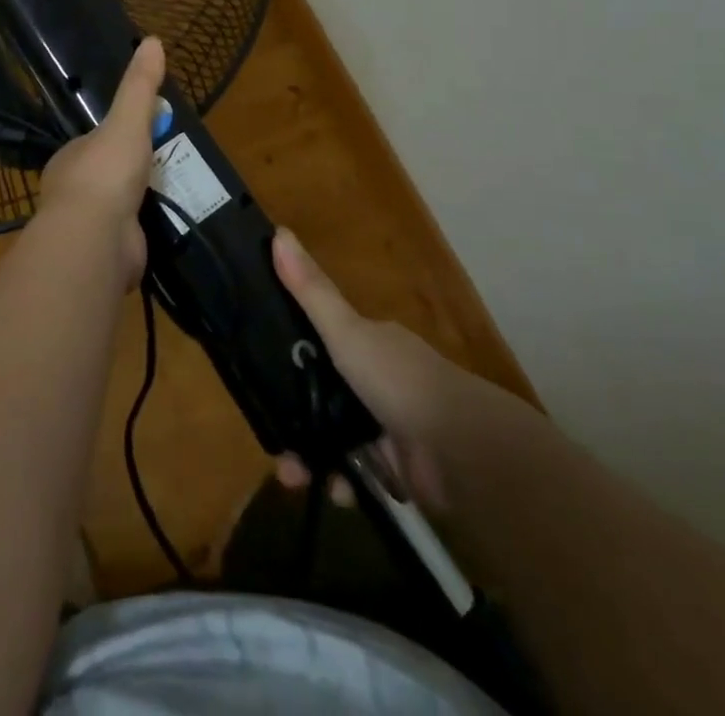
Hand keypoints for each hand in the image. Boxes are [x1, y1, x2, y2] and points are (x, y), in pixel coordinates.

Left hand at [35, 37, 165, 282]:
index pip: (95, 142)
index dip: (119, 136)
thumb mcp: (127, 121)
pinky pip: (128, 237)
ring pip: (117, 208)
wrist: (95, 241)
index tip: (145, 134)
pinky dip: (144, 232)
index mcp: (71, 159)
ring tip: (172, 195)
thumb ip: (139, 86)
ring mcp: (88, 226)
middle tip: (167, 165)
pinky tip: (165, 227)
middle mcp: (73, 192)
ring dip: (139, 203)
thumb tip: (153, 40)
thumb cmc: (106, 173)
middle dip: (131, 172)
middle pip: (106, 175)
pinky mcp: (105, 255)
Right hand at [271, 228, 541, 515]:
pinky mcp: (399, 469)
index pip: (322, 344)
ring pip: (336, 439)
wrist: (461, 452)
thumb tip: (278, 232)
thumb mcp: (346, 330)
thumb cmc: (398, 379)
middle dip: (297, 421)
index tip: (262, 381)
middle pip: (324, 397)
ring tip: (296, 478)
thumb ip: (311, 290)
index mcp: (371, 342)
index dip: (292, 361)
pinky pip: (358, 475)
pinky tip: (335, 492)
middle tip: (277, 448)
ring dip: (313, 459)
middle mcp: (380, 380)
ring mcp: (390, 425)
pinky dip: (343, 484)